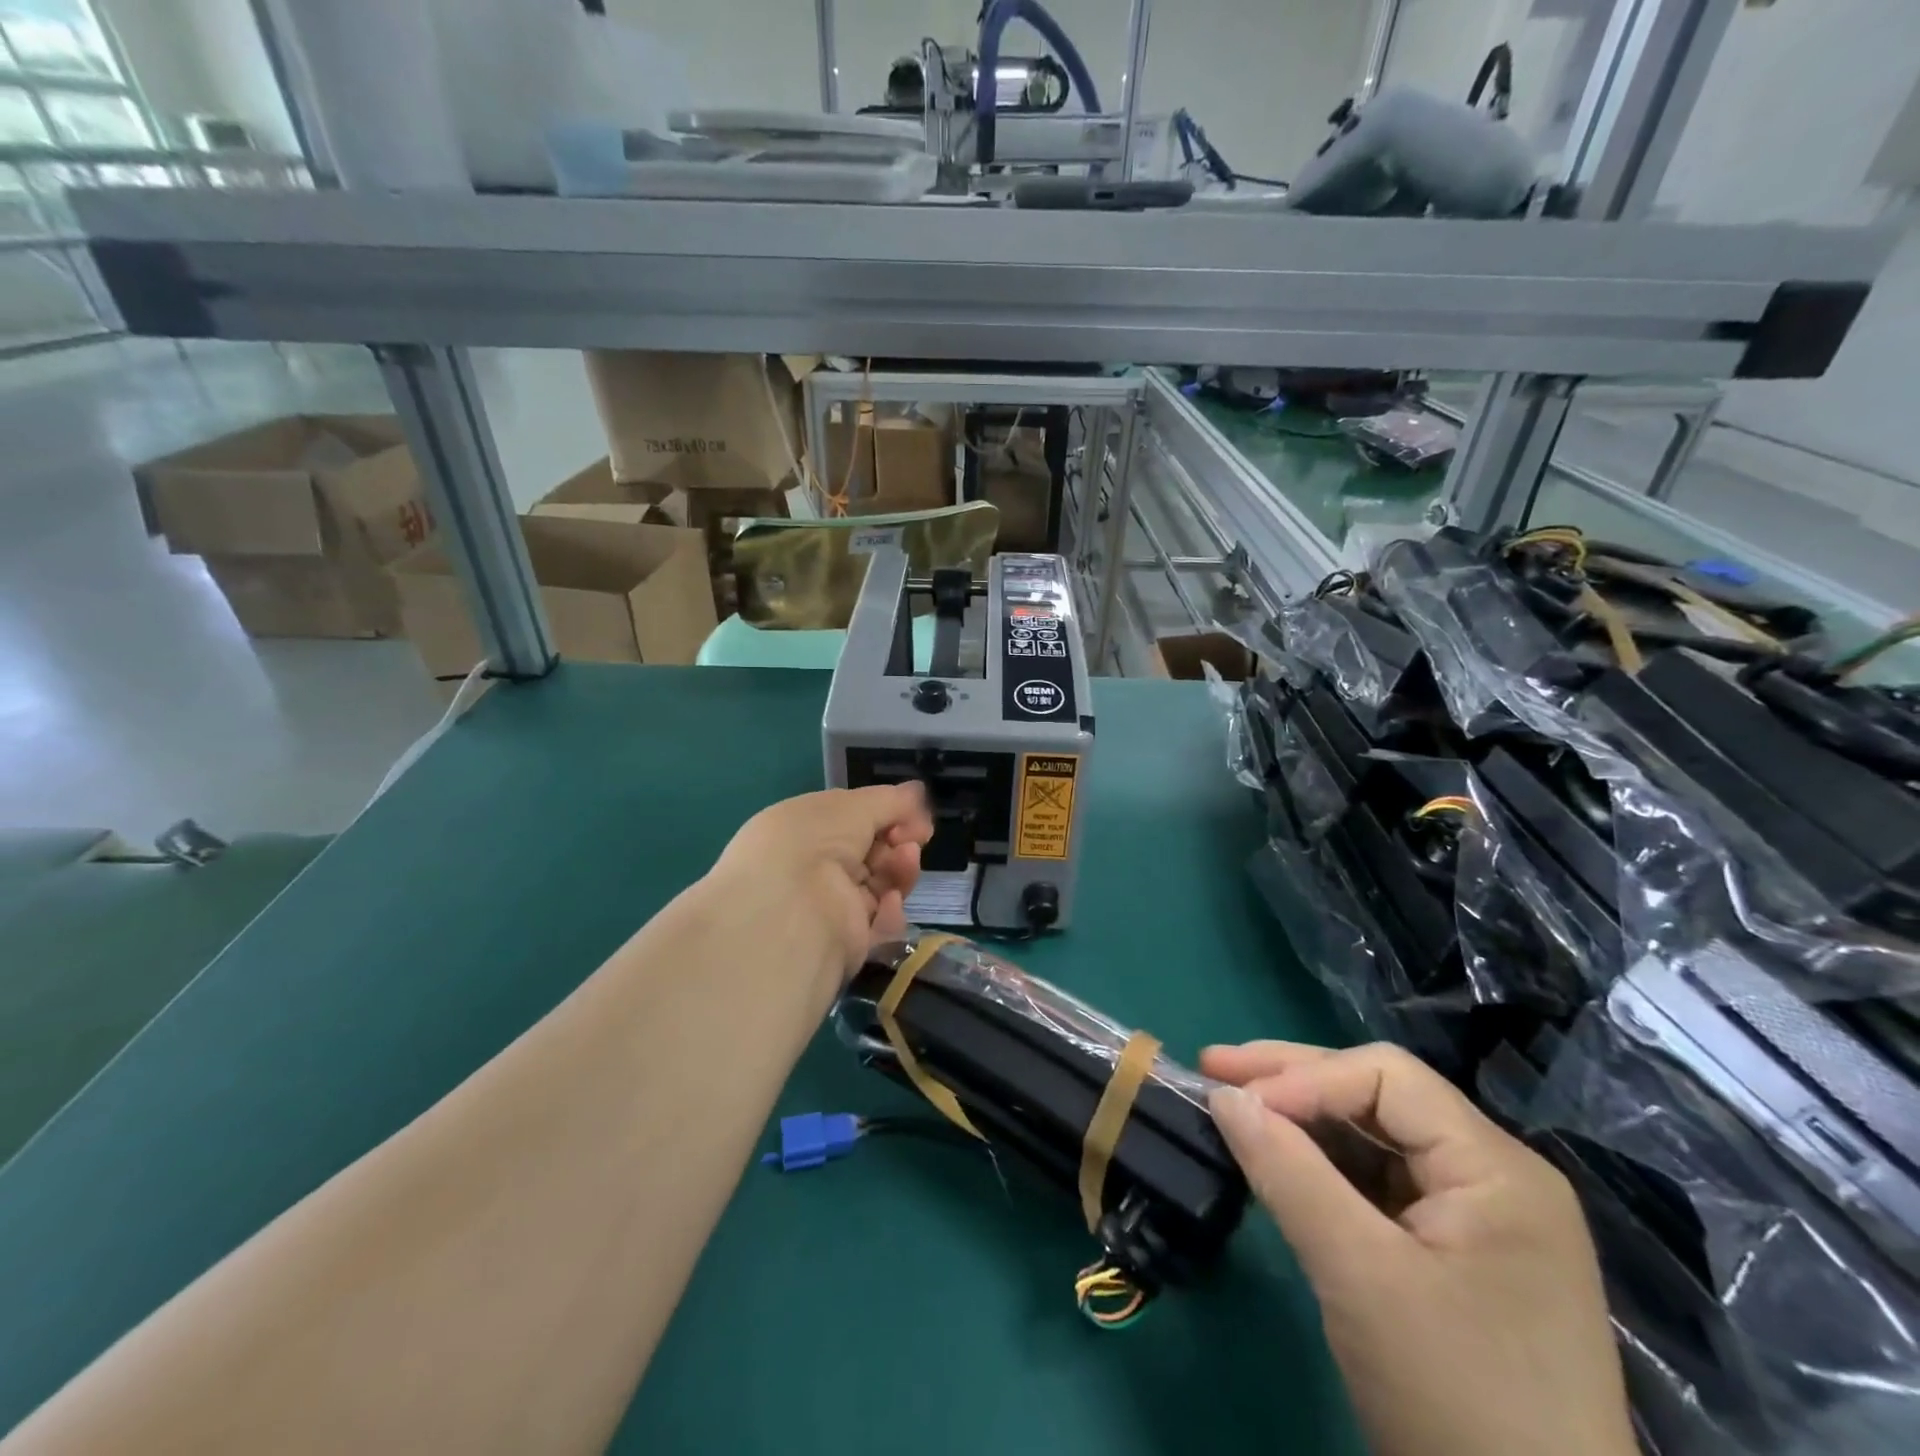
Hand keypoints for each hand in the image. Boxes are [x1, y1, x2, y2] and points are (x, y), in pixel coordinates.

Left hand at [705, 785, 933, 994]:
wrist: (792, 912)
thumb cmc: (814, 843)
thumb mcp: (853, 806)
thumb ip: (890, 801)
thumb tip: (917, 791)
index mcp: (802, 829)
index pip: (853, 820)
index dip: (887, 814)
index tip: (915, 814)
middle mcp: (813, 867)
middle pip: (872, 852)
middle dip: (899, 841)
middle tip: (916, 837)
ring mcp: (830, 906)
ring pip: (881, 885)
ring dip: (900, 870)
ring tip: (906, 861)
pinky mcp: (846, 942)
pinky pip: (880, 922)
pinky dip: (890, 910)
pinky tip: (889, 901)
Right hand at [1201, 1041, 1635, 1455]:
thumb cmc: (1455, 1400)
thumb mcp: (1360, 1277)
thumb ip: (1288, 1173)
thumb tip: (1224, 1096)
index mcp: (1496, 1169)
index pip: (1386, 1077)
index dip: (1305, 1076)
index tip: (1234, 1100)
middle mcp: (1494, 1177)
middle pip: (1379, 1095)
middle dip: (1292, 1080)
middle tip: (1214, 1069)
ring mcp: (1477, 1218)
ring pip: (1373, 1136)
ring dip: (1301, 1119)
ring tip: (1233, 1106)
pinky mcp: (1454, 1255)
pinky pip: (1378, 1183)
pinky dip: (1321, 1165)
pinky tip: (1278, 1158)